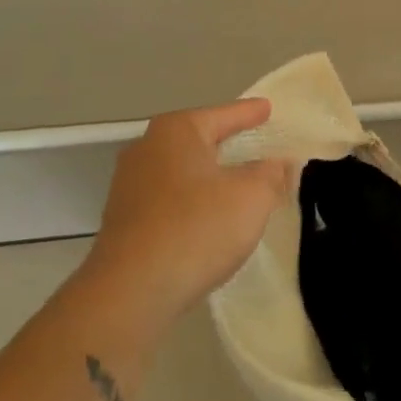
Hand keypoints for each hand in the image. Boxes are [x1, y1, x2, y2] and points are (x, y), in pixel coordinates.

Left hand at [84, 99, 292, 327]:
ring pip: (182, 172)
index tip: (268, 108)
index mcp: (177, 131)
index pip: (223, 115)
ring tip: (238, 185)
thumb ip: (270, 174)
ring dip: (209, 177)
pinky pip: (170, 201)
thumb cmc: (197, 228)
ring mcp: (130, 186)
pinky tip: (209, 219)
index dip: (250, 113)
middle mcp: (147, 149)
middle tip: (257, 145)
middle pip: (198, 140)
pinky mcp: (124, 222)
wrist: (131, 292)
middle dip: (227, 143)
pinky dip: (193, 203)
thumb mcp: (252, 196)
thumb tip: (276, 163)